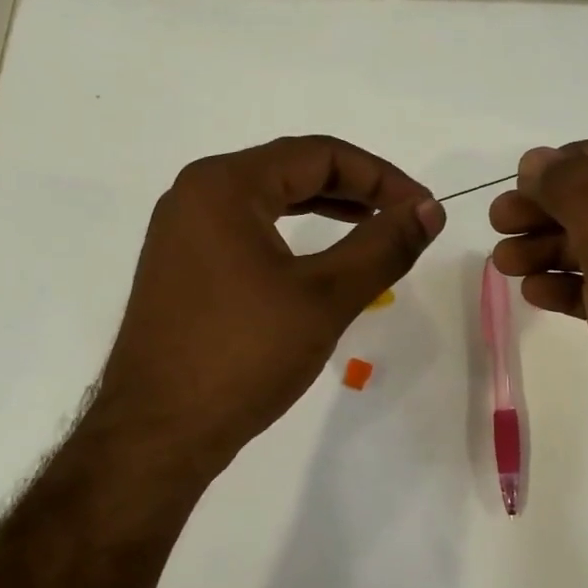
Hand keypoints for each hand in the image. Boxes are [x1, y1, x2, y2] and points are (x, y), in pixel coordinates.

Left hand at [87, 136, 444, 482]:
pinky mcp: (182, 266)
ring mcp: (183, 231)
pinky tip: (320, 259)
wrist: (157, 433)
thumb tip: (430, 210)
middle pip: (290, 169)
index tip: (422, 208)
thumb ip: (382, 246)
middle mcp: (196, 194)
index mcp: (223, 185)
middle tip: (404, 216)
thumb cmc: (242, 356)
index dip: (380, 176)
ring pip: (268, 200)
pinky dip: (291, 235)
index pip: (317, 154)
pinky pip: (247, 230)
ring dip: (325, 208)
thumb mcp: (325, 297)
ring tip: (373, 228)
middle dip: (355, 189)